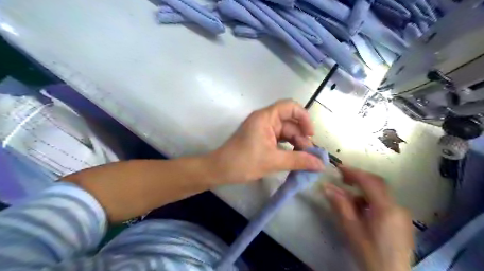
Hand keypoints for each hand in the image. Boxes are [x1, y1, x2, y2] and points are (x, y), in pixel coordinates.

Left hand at [210, 99, 322, 184]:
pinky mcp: (261, 138)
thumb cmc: (244, 162)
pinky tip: (294, 158)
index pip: (291, 107)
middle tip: (310, 155)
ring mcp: (262, 129)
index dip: (304, 118)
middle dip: (301, 137)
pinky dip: (288, 148)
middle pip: (290, 122)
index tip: (310, 135)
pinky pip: (279, 139)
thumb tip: (321, 165)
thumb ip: (299, 161)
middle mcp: (265, 119)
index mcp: (266, 117)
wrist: (220, 170)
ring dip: (296, 144)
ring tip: (304, 159)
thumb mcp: (273, 161)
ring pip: (286, 132)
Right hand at [323, 166, 413, 270]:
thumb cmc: (369, 253)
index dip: (353, 172)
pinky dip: (371, 201)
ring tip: (348, 201)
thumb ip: (340, 205)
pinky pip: (385, 203)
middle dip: (358, 178)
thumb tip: (326, 187)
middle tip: (342, 179)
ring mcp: (402, 214)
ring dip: (363, 192)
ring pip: (380, 194)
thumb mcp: (351, 229)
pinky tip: (362, 212)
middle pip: (377, 184)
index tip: (338, 169)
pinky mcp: (402, 221)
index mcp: (386, 209)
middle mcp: (398, 207)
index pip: (369, 181)